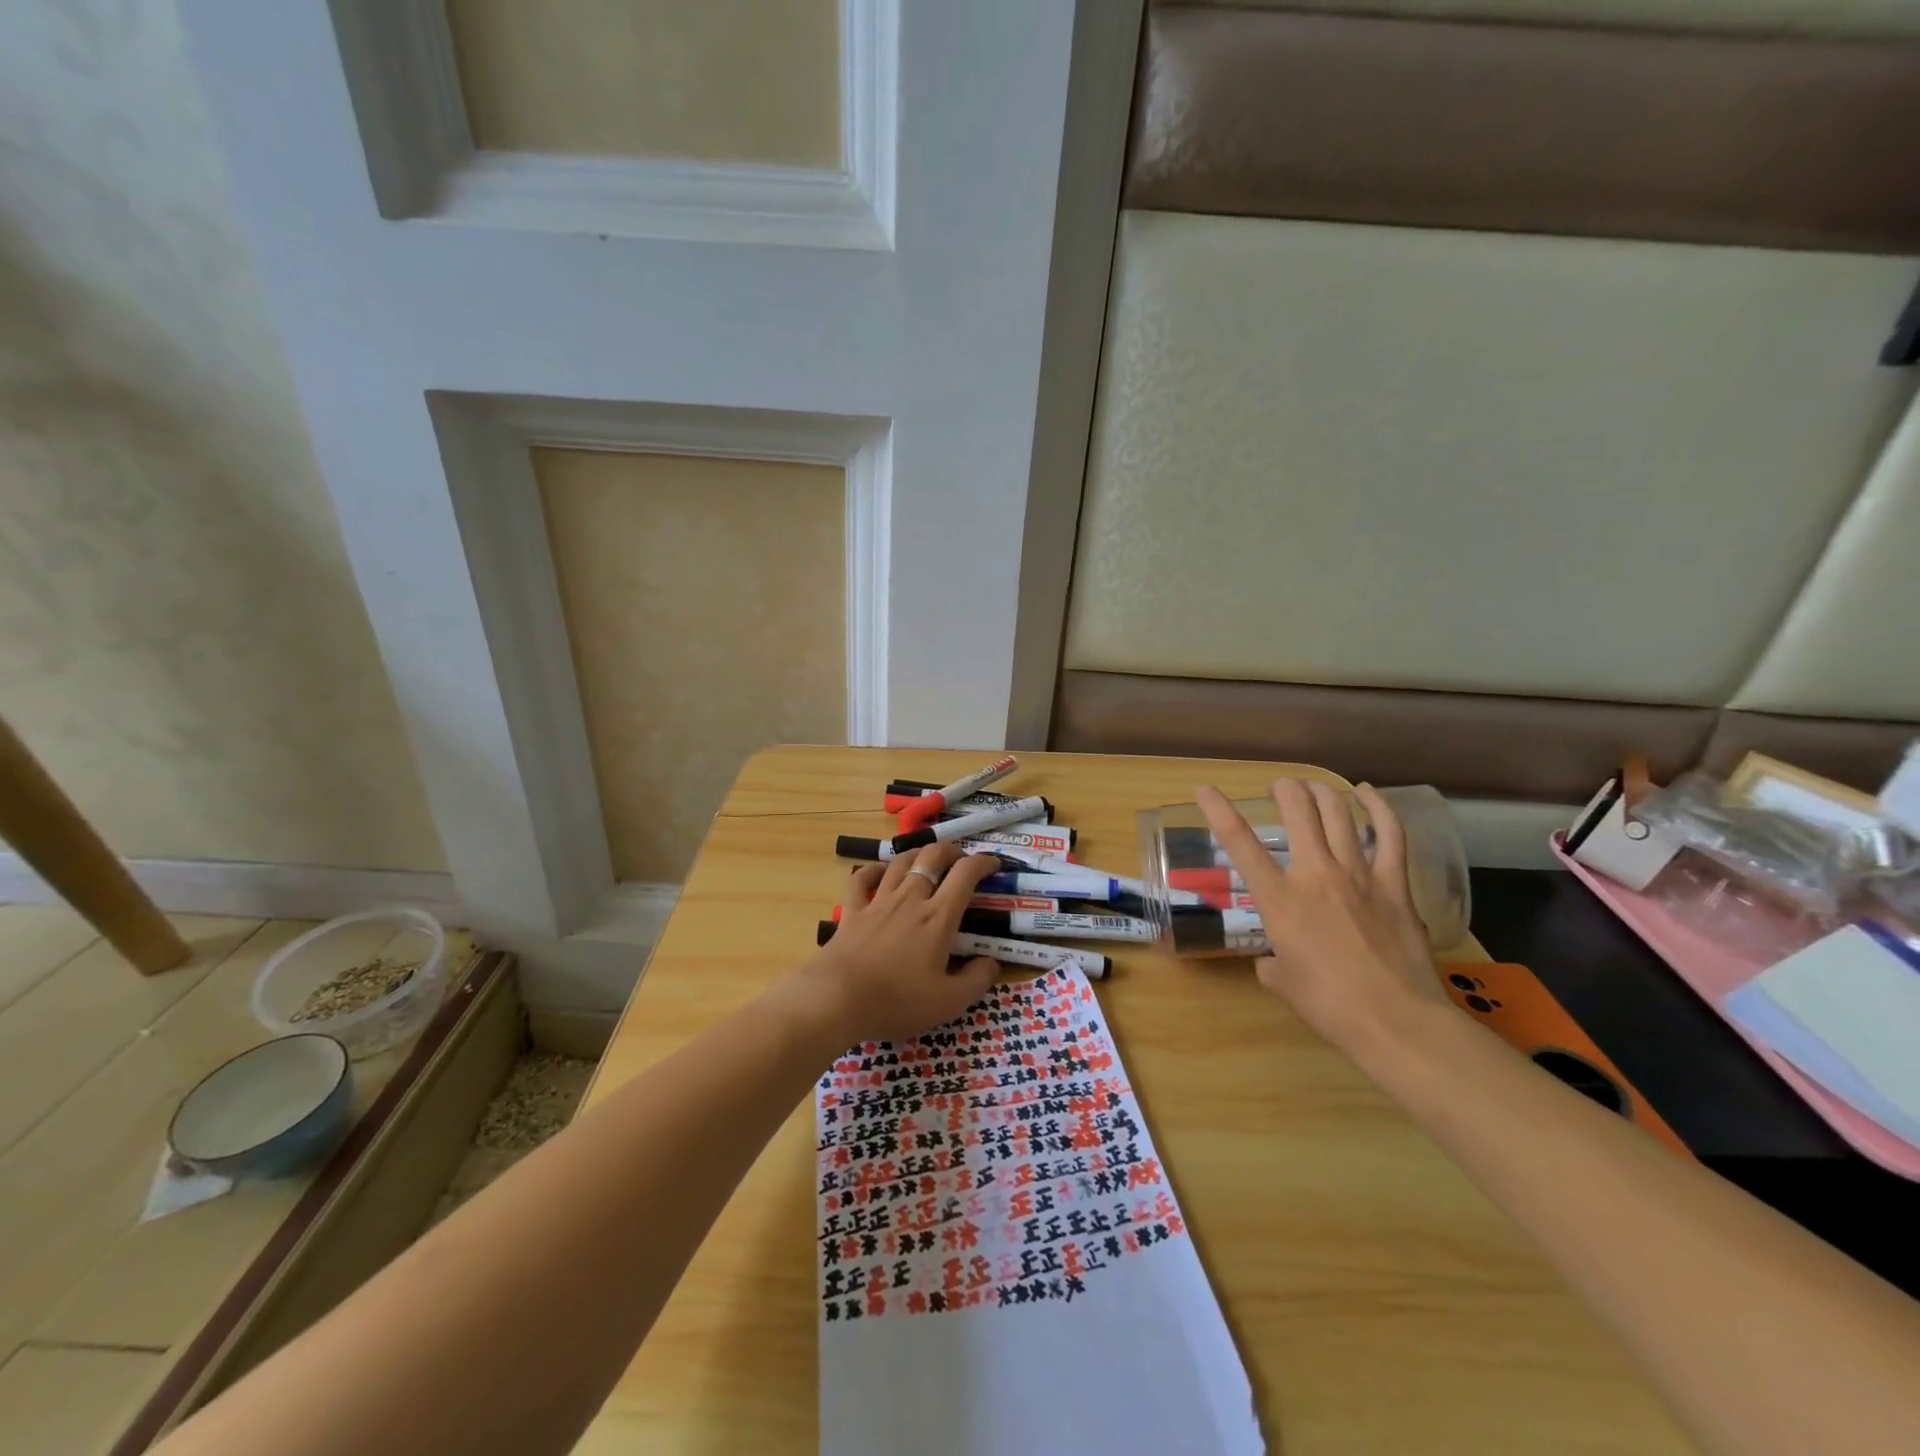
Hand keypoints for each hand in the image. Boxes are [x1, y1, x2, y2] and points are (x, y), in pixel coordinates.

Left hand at [787, 844, 1003, 1045]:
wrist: (838, 999)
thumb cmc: (897, 1001)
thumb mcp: (948, 1002)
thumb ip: (977, 980)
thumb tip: (992, 962)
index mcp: (938, 917)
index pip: (965, 874)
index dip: (983, 862)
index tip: (993, 865)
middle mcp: (910, 899)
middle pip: (932, 857)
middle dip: (951, 851)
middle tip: (961, 858)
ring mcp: (878, 901)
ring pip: (900, 862)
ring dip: (917, 853)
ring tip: (927, 857)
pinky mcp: (853, 911)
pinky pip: (863, 878)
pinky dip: (874, 869)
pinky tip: (880, 871)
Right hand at [1196, 779, 1448, 1060]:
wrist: (1395, 1021)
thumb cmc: (1329, 1005)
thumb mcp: (1281, 982)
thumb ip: (1271, 961)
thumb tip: (1274, 960)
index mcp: (1279, 899)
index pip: (1240, 843)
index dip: (1218, 810)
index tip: (1206, 790)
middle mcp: (1315, 874)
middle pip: (1297, 810)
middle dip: (1284, 789)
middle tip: (1278, 789)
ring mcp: (1359, 875)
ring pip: (1338, 813)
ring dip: (1321, 791)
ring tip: (1311, 786)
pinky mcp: (1395, 884)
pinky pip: (1390, 834)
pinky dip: (1378, 808)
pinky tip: (1367, 793)